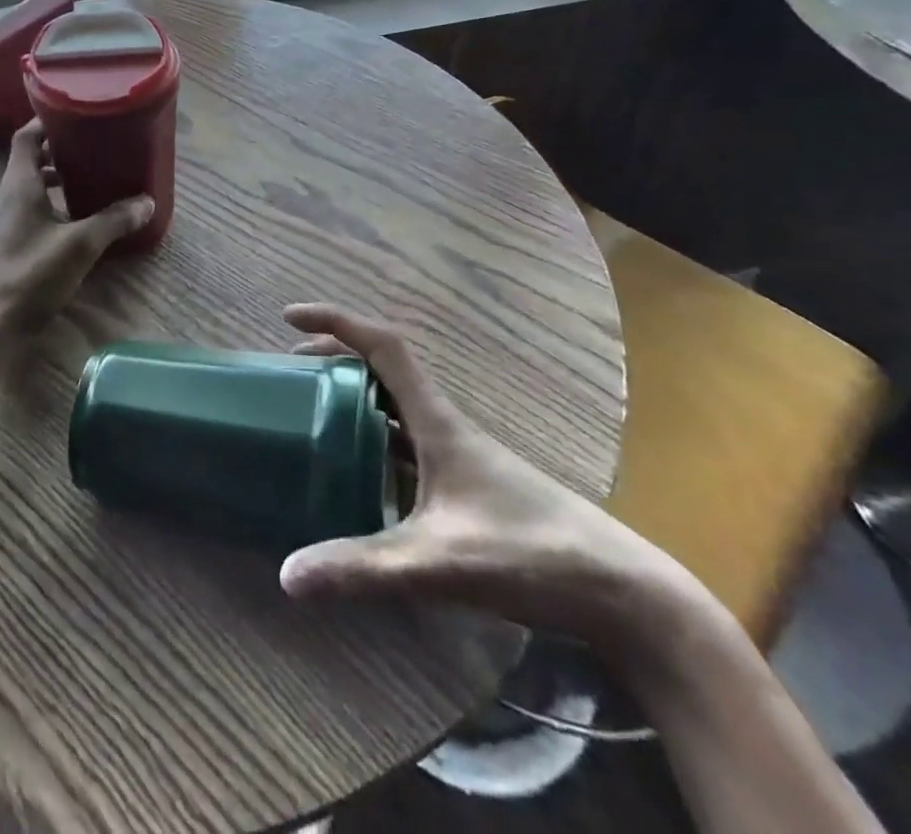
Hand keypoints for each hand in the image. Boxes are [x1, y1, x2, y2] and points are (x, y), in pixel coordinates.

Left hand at [0, 120, 153, 337]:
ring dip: (61, 176)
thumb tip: (147, 202)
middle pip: (33, 158)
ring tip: (96, 175)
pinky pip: (39, 208)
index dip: (48, 121)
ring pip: (36, 184)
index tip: (78, 113)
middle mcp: (12, 195)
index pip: (27, 136)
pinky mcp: (18, 241)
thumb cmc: (33, 272)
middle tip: (96, 144)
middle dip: (62, 148)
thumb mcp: (81, 243)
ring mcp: (12, 219)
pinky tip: (86, 215)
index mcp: (21, 183)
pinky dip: (60, 202)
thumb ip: (114, 220)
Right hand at [278, 304, 686, 653]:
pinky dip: (374, 437)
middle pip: (384, 367)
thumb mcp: (438, 563)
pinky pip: (407, 442)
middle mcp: (446, 425)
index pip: (383, 347)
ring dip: (354, 394)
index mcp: (438, 421)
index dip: (335, 322)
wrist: (622, 594)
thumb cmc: (531, 555)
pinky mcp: (468, 485)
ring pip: (396, 405)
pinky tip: (360, 475)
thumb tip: (287, 573)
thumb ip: (365, 567)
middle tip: (292, 368)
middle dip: (335, 354)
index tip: (289, 317)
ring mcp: (460, 455)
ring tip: (314, 411)